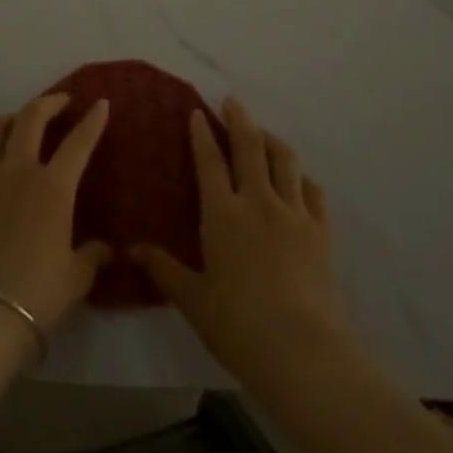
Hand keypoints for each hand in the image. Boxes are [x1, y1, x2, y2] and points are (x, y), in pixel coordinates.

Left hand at [0, 93, 112, 335]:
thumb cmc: (35, 296)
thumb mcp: (75, 279)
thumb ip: (91, 256)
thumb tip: (105, 249)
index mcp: (53, 188)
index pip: (78, 142)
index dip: (92, 120)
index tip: (101, 103)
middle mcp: (18, 171)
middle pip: (32, 118)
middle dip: (49, 102)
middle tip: (61, 101)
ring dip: (11, 119)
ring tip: (18, 124)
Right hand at [133, 97, 349, 381]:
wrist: (302, 351)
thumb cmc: (238, 325)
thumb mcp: (193, 300)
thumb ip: (164, 270)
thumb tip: (131, 249)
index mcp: (223, 213)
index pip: (209, 161)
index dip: (202, 134)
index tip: (198, 112)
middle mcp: (258, 201)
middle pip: (249, 147)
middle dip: (239, 120)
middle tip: (232, 102)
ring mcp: (293, 212)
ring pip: (285, 160)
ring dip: (272, 139)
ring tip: (264, 134)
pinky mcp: (321, 231)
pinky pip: (313, 190)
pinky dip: (302, 177)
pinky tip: (298, 180)